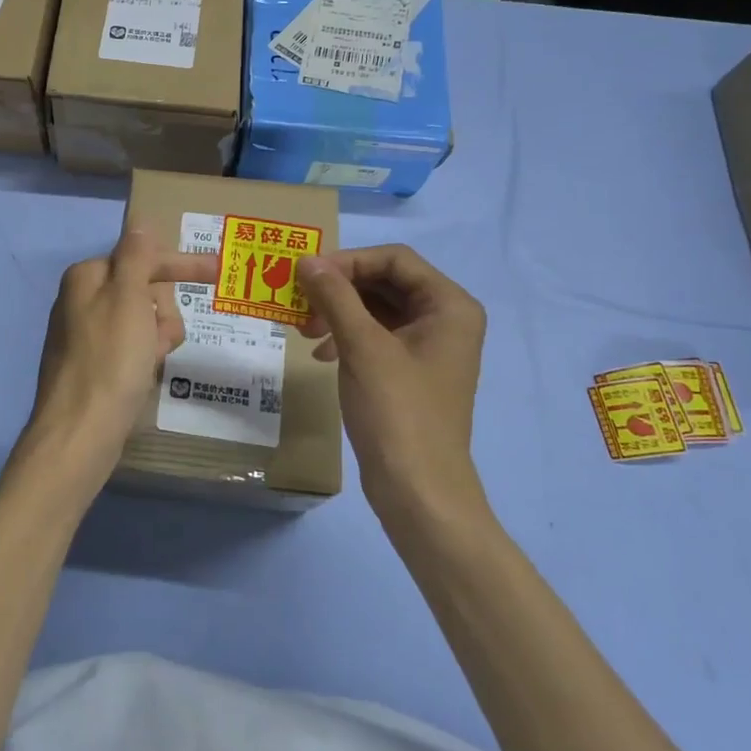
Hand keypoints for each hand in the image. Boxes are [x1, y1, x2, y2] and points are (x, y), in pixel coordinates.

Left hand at [17, 228, 217, 502]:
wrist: (80, 433)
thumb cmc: (110, 360)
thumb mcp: (128, 300)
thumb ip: (136, 257)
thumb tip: (139, 221)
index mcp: (87, 277)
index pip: (143, 258)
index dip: (181, 264)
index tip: (219, 270)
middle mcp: (81, 300)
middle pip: (143, 290)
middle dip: (163, 311)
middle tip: (162, 337)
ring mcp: (85, 335)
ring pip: (141, 322)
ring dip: (157, 336)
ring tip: (153, 360)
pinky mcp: (92, 367)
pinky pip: (131, 349)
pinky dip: (144, 357)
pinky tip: (145, 375)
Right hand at [297, 245, 489, 528]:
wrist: (418, 491)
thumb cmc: (397, 411)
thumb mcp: (362, 347)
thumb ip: (335, 296)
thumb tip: (306, 260)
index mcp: (449, 305)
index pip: (394, 259)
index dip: (349, 261)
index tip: (307, 274)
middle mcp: (445, 319)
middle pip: (385, 281)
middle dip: (340, 288)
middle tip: (300, 302)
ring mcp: (429, 346)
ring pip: (377, 309)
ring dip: (338, 312)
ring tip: (304, 330)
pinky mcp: (411, 371)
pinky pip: (376, 336)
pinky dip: (346, 336)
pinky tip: (321, 354)